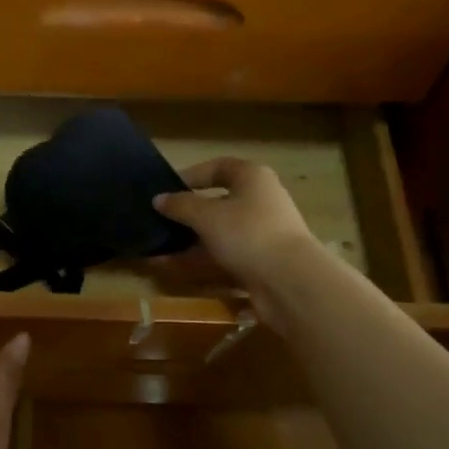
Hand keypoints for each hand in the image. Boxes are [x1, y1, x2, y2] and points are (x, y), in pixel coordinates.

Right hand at [153, 158, 320, 324]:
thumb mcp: (206, 215)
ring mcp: (263, 232)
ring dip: (192, 239)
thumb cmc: (247, 233)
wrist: (290, 281)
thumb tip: (158, 199)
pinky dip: (202, 260)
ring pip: (221, 231)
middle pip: (219, 201)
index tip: (167, 189)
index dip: (192, 175)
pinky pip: (226, 255)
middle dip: (189, 212)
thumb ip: (180, 205)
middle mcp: (261, 200)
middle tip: (162, 220)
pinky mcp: (262, 260)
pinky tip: (176, 268)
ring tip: (161, 248)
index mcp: (252, 178)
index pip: (219, 167)